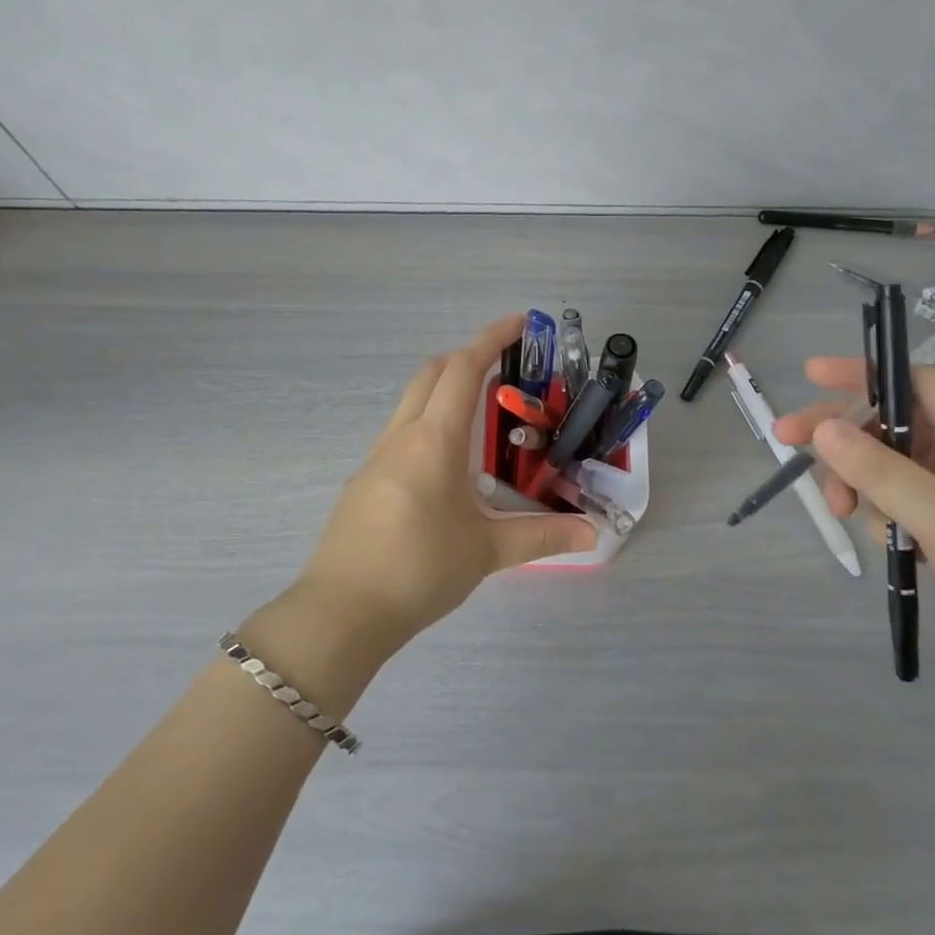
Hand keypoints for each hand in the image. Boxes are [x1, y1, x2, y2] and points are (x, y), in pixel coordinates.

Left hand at [293, 315, 597, 647]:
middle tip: (504, 366)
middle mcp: (402, 436)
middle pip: (431, 373)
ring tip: (481, 414)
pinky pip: (400, 432)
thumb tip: (593, 535)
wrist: (341, 612)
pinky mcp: (364, 481)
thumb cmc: (418, 570)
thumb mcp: (487, 552)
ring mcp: (376, 457)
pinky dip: (428, 422)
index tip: (520, 322)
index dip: (491, 339)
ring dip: (444, 389)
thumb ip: (541, 537)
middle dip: (467, 357)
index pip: (462, 370)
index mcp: (434, 440)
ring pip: (411, 401)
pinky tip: (446, 464)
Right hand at [774, 359, 934, 684]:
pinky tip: (883, 535)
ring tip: (840, 510)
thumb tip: (822, 429)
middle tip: (786, 438)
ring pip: (886, 459)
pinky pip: (895, 492)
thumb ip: (881, 472)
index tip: (810, 375)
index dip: (864, 375)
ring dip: (857, 479)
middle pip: (893, 421)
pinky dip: (876, 505)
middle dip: (844, 435)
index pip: (920, 384)